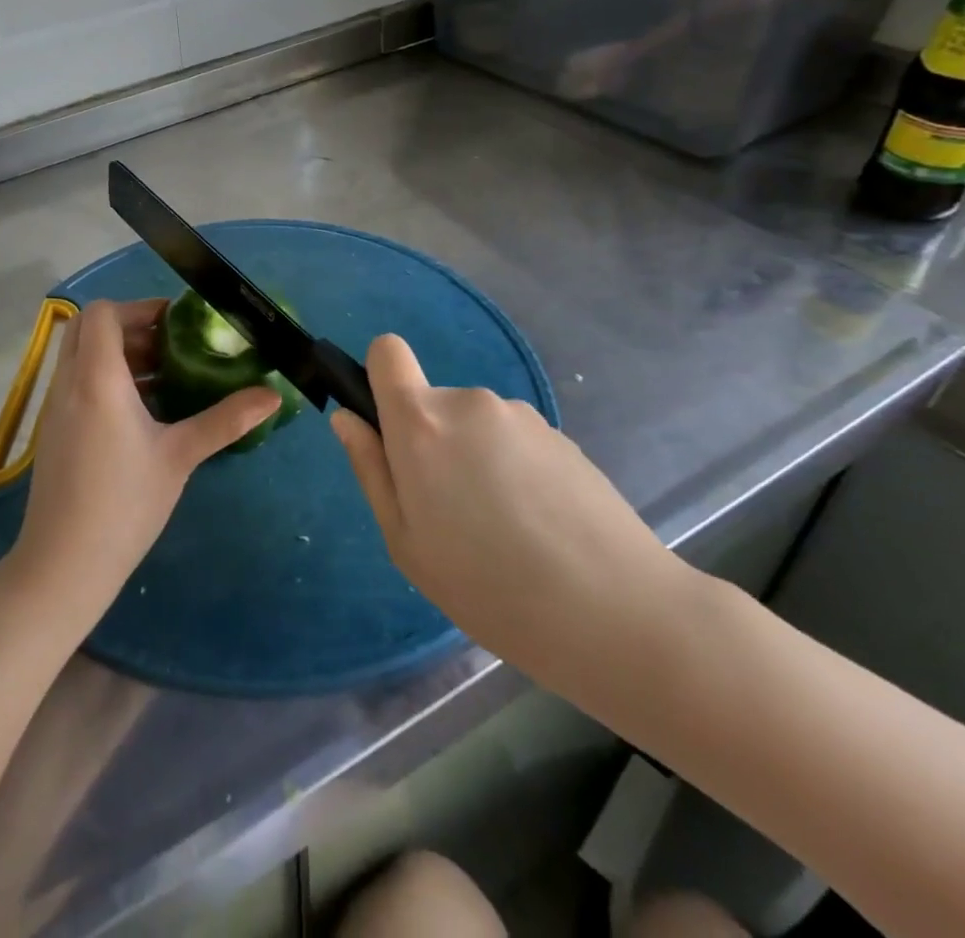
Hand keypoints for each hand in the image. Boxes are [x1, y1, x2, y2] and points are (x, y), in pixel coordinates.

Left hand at [10, 299, 280, 623]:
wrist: (64, 564)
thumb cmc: (124, 503)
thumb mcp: (180, 456)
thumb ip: (225, 419)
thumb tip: (272, 395)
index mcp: (97, 378)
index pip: (103, 313)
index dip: (138, 308)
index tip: (175, 323)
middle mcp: (68, 382)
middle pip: (87, 327)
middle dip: (129, 327)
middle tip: (170, 347)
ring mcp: (54, 407)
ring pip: (80, 355)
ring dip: (118, 354)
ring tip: (164, 377)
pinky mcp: (52, 430)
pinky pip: (76, 382)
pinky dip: (104, 378)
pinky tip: (141, 412)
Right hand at [330, 335, 692, 689]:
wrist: (618, 612)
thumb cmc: (489, 587)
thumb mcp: (406, 542)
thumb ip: (370, 469)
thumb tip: (347, 418)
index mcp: (421, 423)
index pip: (386, 352)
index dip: (379, 378)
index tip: (390, 430)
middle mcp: (468, 402)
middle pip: (431, 403)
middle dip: (432, 444)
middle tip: (453, 515)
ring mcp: (520, 415)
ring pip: (474, 426)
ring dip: (475, 460)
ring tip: (505, 529)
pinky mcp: (561, 435)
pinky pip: (514, 440)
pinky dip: (514, 470)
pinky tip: (541, 526)